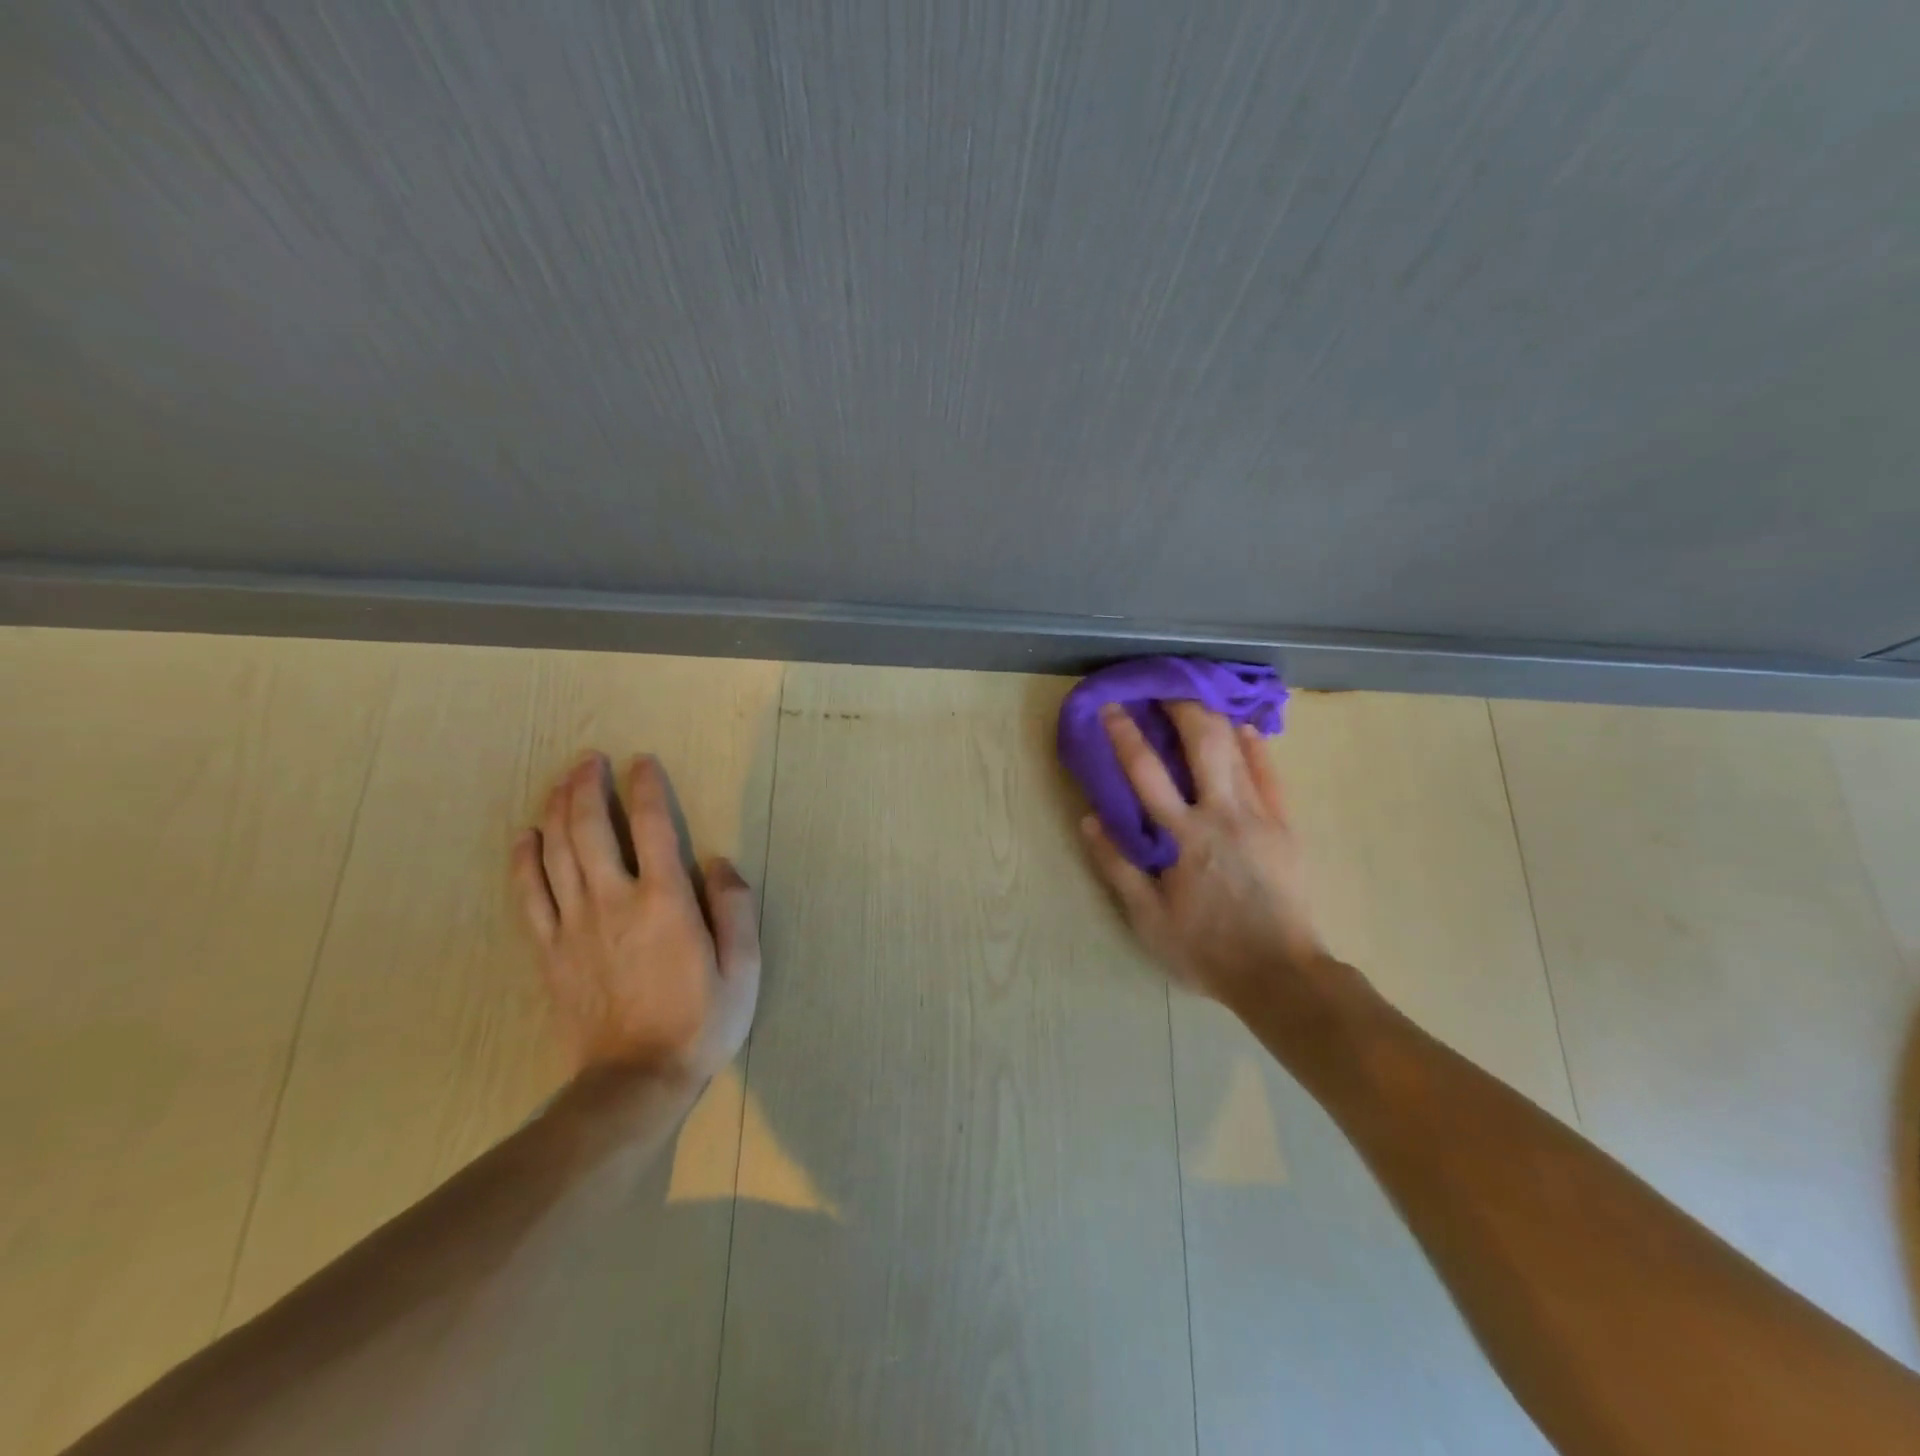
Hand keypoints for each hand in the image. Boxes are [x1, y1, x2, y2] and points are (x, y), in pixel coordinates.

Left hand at [511, 753, 759, 1082]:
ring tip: (562, 781)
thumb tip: (717, 862)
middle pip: (590, 829)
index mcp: (665, 902)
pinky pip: (530, 896)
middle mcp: (614, 902)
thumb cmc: (700, 1022)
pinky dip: (525, 861)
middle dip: (588, 786)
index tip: (642, 762)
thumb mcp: (744, 969)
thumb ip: (735, 908)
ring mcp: (574, 926)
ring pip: (556, 853)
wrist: (635, 1082)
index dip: (646, 788)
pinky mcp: (549, 952)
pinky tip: (526, 837)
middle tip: (590, 759)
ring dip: (557, 810)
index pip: (652, 826)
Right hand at [1081, 701, 1326, 1009]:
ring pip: (1239, 749)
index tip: (1111, 707)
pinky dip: (1255, 746)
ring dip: (1215, 717)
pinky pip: (1271, 774)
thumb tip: (1090, 819)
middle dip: (1180, 706)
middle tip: (1163, 686)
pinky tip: (1244, 728)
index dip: (1125, 734)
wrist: (1280, 974)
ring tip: (1198, 696)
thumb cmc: (1206, 948)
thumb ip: (1117, 866)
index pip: (1146, 772)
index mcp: (1183, 836)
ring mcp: (1260, 816)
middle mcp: (1222, 814)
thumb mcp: (1147, 919)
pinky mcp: (1286, 825)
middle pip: (1202, 743)